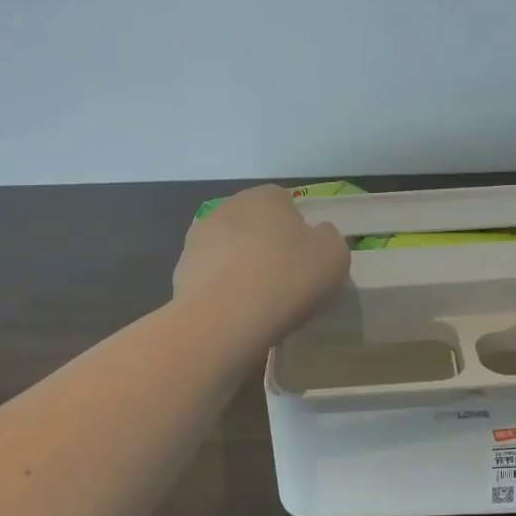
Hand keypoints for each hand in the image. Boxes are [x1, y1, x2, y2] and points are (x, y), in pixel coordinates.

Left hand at [174, 185, 350, 345]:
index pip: (285, 202)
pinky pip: (211, 276)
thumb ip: (329, 238)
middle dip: (266, 245)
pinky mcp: (181, 270)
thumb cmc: (288, 278)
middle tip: (284, 279)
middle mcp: (228, 207)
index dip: (297, 229)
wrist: (225, 319)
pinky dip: (222, 289)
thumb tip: (316, 235)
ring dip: (241, 266)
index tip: (305, 258)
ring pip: (230, 249)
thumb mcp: (335, 255)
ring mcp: (198, 238)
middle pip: (254, 223)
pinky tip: (235, 313)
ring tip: (258, 301)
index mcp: (265, 197)